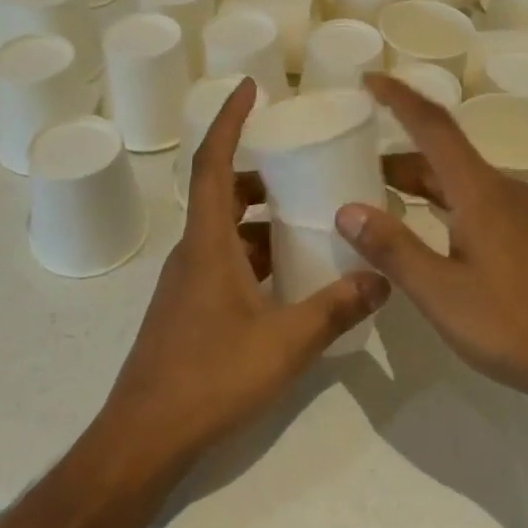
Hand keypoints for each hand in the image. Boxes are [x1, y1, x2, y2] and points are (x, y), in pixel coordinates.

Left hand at [100, 79, 389, 470]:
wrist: (144, 439)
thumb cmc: (209, 378)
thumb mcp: (285, 343)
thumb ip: (336, 309)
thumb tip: (382, 278)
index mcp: (208, 243)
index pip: (213, 162)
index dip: (229, 119)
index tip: (251, 88)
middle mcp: (193, 252)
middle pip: (222, 192)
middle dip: (259, 172)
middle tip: (301, 165)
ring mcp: (188, 282)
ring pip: (226, 230)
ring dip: (260, 218)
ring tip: (306, 218)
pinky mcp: (189, 308)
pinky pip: (225, 260)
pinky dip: (255, 252)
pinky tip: (289, 276)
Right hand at [335, 74, 527, 412]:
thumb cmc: (517, 325)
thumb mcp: (442, 293)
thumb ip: (394, 248)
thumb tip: (347, 209)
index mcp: (481, 191)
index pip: (433, 126)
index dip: (399, 98)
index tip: (369, 79)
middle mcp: (506, 191)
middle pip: (446, 157)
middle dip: (400, 157)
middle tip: (357, 168)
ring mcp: (527, 215)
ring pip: (465, 184)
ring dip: (424, 185)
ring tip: (386, 203)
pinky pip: (483, 204)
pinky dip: (448, 206)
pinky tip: (436, 239)